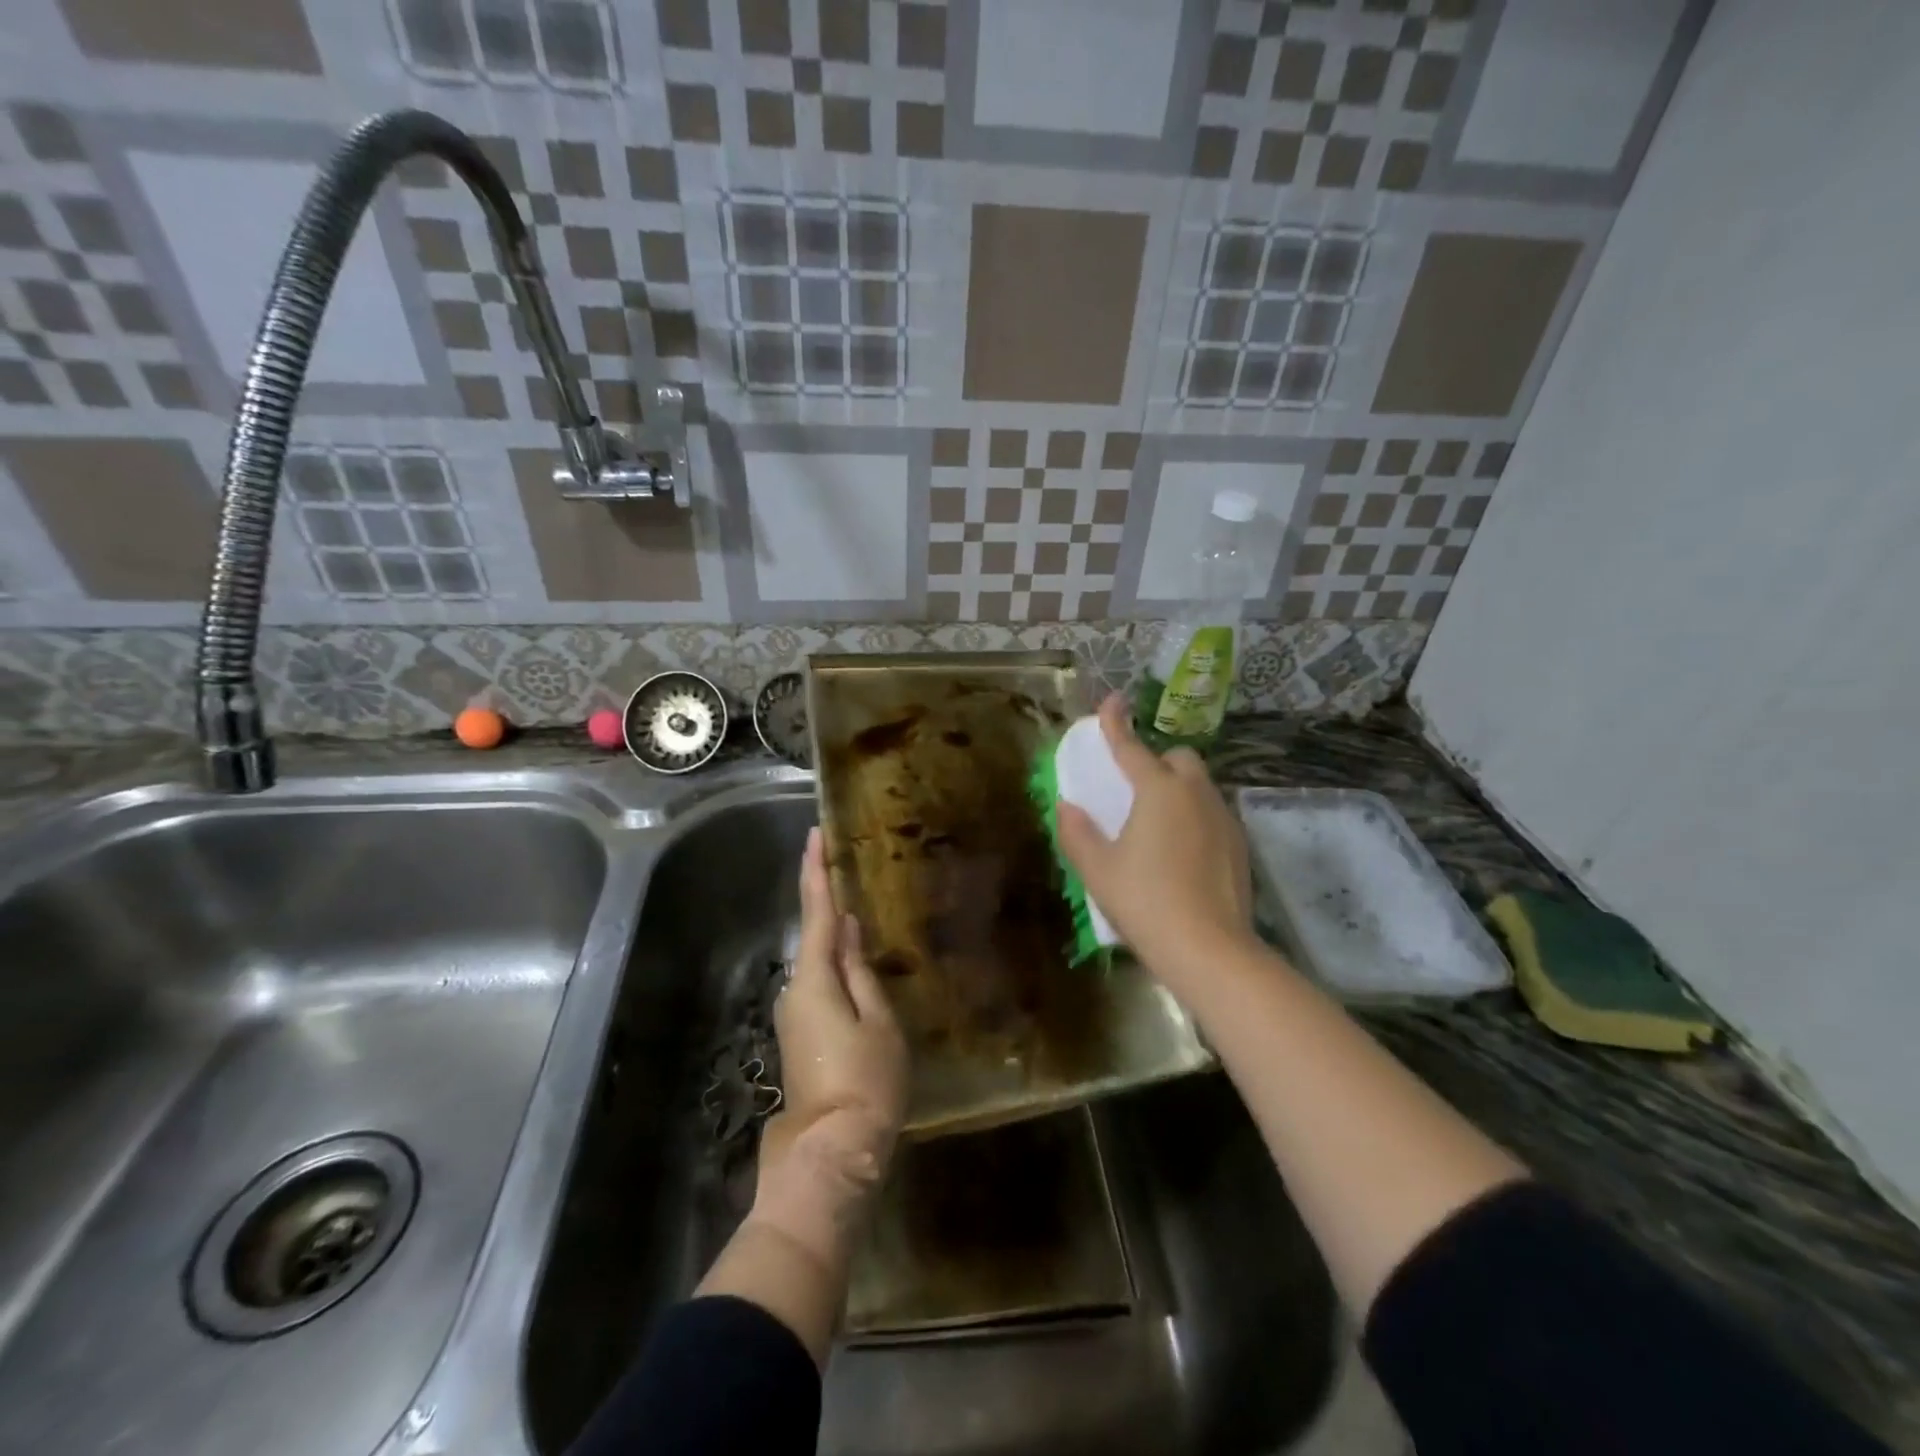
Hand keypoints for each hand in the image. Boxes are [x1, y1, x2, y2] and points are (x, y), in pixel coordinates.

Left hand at [755, 828, 908, 1235]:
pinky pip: (819, 984)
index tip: (814, 835)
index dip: (815, 872)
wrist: (833, 1150)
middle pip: (814, 936)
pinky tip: (857, 963)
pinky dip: (836, 965)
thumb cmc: (866, 1082)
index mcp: (814, 979)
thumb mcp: (878, 1021)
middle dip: (827, 902)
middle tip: (845, 868)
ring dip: (835, 937)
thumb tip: (846, 929)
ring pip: (818, 962)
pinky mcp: (800, 1033)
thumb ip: (860, 971)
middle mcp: (795, 989)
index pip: (816, 912)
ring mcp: (794, 1013)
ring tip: (862, 913)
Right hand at [1055, 693, 1254, 986]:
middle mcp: (1195, 794)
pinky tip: (1182, 853)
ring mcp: (1223, 818)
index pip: (1131, 747)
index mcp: (1158, 791)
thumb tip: (1066, 806)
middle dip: (1157, 762)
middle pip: (1179, 758)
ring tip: (1158, 826)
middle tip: (1136, 790)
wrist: (1209, 949)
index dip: (1116, 723)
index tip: (1112, 701)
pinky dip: (1195, 817)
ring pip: (1200, 786)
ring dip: (1178, 789)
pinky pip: (1213, 813)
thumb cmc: (1145, 902)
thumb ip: (1077, 832)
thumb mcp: (1098, 870)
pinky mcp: (1240, 844)